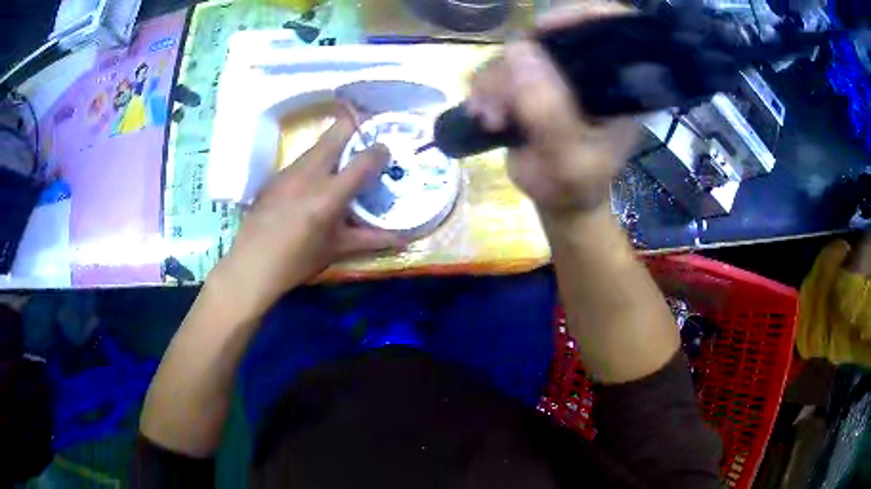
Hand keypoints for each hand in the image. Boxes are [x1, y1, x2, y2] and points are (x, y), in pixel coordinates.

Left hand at [210, 109, 402, 313]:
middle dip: (357, 128)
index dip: (380, 150)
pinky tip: (315, 182)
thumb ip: (371, 239)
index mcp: (329, 194)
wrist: (250, 264)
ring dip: (336, 145)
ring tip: (344, 162)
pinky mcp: (276, 175)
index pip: (364, 159)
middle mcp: (310, 173)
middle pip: (338, 130)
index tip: (386, 151)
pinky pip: (303, 158)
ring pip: (319, 143)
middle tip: (367, 142)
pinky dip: (317, 161)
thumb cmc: (297, 261)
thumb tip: (403, 240)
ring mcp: (289, 171)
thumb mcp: (336, 249)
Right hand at [468, 5, 636, 217]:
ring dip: (495, 82)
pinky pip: (500, 65)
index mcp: (618, 86)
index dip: (579, 17)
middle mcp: (590, 71)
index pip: (611, 28)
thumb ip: (549, 112)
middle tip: (501, 104)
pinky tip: (483, 113)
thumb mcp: (567, 161)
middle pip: (552, 36)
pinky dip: (485, 87)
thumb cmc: (574, 186)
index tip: (544, 31)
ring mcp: (559, 72)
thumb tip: (519, 51)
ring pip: (518, 51)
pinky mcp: (532, 79)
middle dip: (518, 65)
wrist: (557, 198)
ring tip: (490, 119)